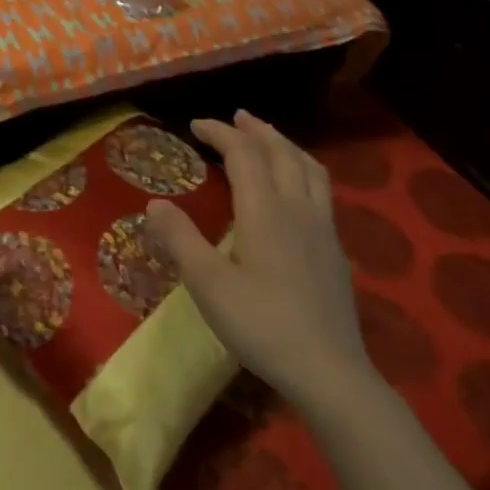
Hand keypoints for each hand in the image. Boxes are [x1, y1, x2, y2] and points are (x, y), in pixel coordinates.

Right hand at [145, 110, 371, 407]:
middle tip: (235, 118)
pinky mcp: (335, 249)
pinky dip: (303, 170)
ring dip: (284, 145)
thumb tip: (154, 203)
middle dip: (256, 130)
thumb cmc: (262, 324)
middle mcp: (297, 208)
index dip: (220, 132)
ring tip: (269, 140)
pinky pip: (321, 189)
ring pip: (308, 168)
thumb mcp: (208, 284)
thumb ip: (180, 239)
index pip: (243, 154)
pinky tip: (297, 190)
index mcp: (265, 210)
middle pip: (280, 152)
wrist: (329, 371)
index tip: (196, 124)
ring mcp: (322, 228)